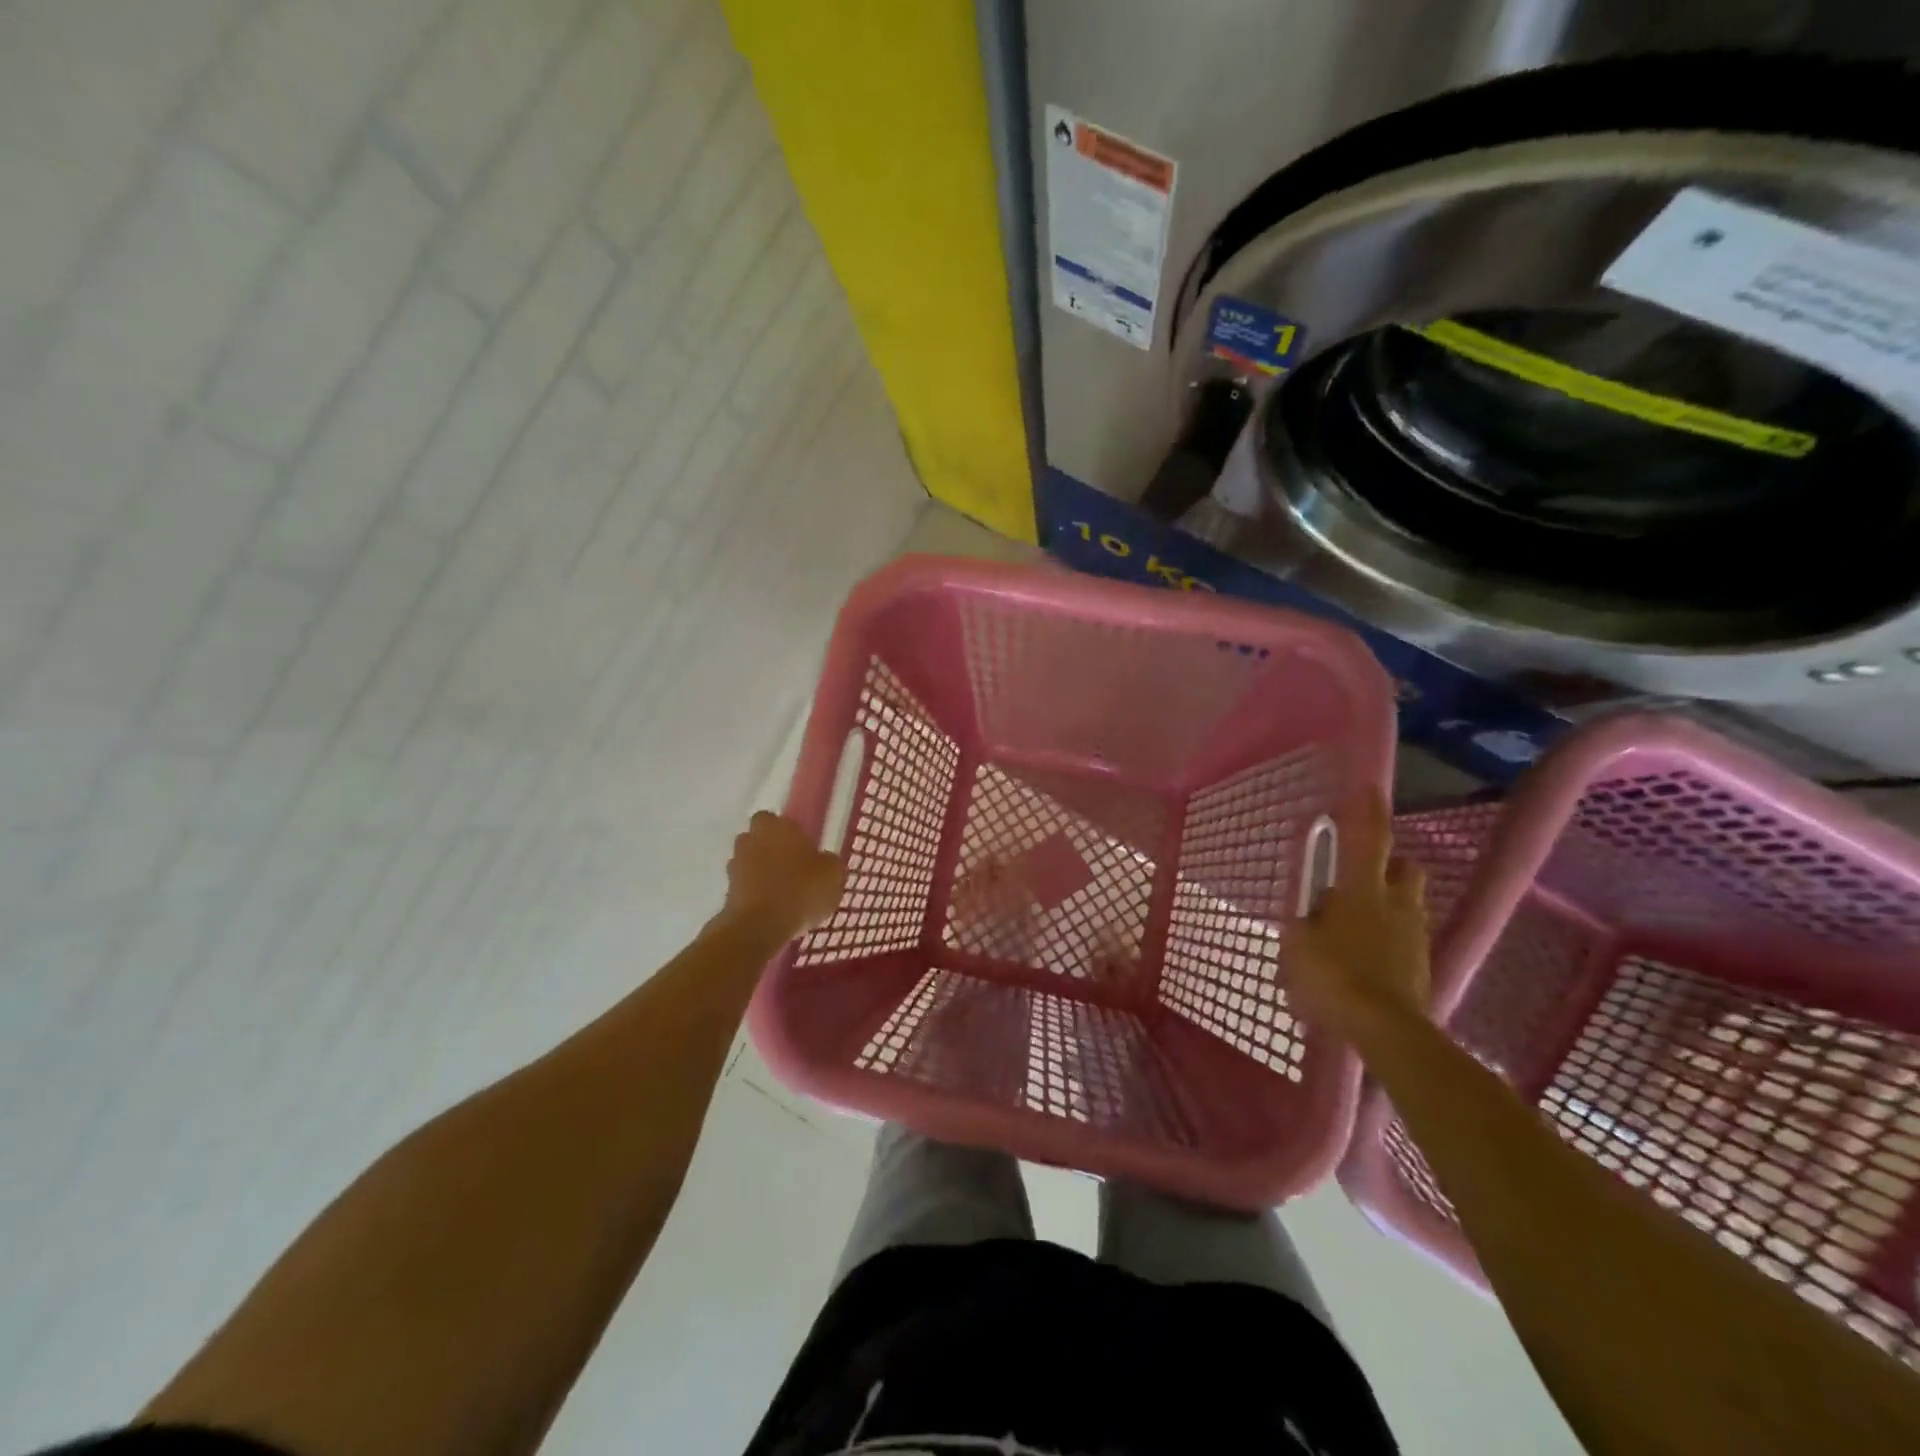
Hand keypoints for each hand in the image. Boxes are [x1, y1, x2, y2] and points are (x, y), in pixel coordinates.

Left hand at [722, 811, 845, 942]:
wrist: (759, 926)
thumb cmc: (801, 891)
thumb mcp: (833, 875)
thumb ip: (829, 863)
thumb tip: (824, 861)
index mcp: (778, 826)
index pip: (778, 819)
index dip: (789, 834)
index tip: (802, 849)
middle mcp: (752, 838)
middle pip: (759, 838)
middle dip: (771, 849)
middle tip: (791, 868)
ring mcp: (736, 864)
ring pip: (749, 861)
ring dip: (760, 871)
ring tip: (781, 891)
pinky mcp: (726, 890)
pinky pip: (744, 885)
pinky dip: (754, 893)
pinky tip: (772, 908)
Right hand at [1286, 794, 1430, 1039]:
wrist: (1385, 1029)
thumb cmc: (1333, 976)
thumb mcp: (1298, 945)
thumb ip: (1303, 923)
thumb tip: (1310, 915)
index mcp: (1362, 891)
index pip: (1368, 840)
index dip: (1368, 812)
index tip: (1369, 787)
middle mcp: (1395, 904)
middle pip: (1403, 868)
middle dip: (1387, 867)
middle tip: (1357, 880)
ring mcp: (1414, 935)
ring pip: (1406, 904)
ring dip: (1386, 906)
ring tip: (1355, 929)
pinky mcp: (1422, 964)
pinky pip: (1404, 937)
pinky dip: (1388, 939)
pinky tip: (1365, 961)